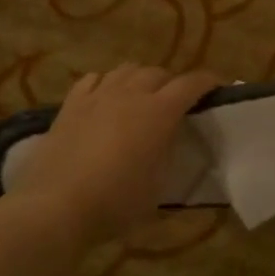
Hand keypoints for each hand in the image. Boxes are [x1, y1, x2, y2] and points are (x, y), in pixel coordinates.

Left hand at [14, 64, 222, 249]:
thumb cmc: (116, 202)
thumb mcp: (158, 186)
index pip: (191, 84)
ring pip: (125, 70)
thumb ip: (168, 155)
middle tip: (175, 102)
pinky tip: (105, 98)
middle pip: (157, 73)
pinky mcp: (71, 104)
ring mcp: (98, 96)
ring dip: (139, 79)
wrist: (57, 205)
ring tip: (140, 96)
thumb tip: (168, 140)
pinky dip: (106, 83)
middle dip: (171, 82)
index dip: (207, 82)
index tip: (217, 87)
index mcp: (159, 112)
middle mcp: (131, 94)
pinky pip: (93, 80)